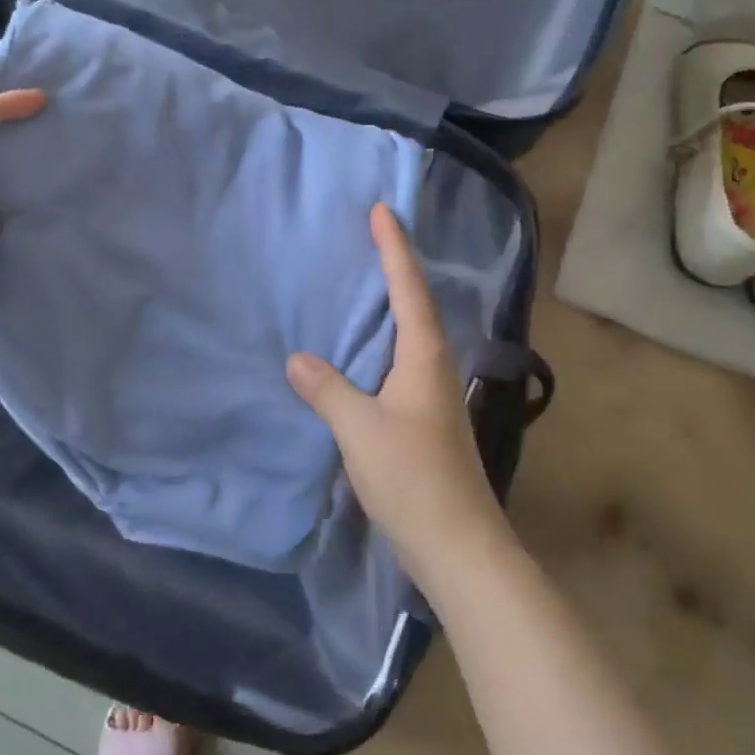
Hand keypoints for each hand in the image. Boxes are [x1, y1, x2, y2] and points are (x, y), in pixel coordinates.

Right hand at [286, 203, 510, 581]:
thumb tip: (298, 358)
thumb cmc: (412, 478)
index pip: (409, 288)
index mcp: (424, 356)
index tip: (382, 210)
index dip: (394, 248)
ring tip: (364, 280)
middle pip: (416, 302)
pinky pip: (400, 360)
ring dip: (392, 302)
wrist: (457, 544)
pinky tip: (364, 348)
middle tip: (371, 234)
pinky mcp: (424, 417)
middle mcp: (434, 365)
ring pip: (411, 332)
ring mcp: (432, 392)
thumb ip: (328, 390)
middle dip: (396, 266)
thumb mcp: (360, 429)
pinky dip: (383, 339)